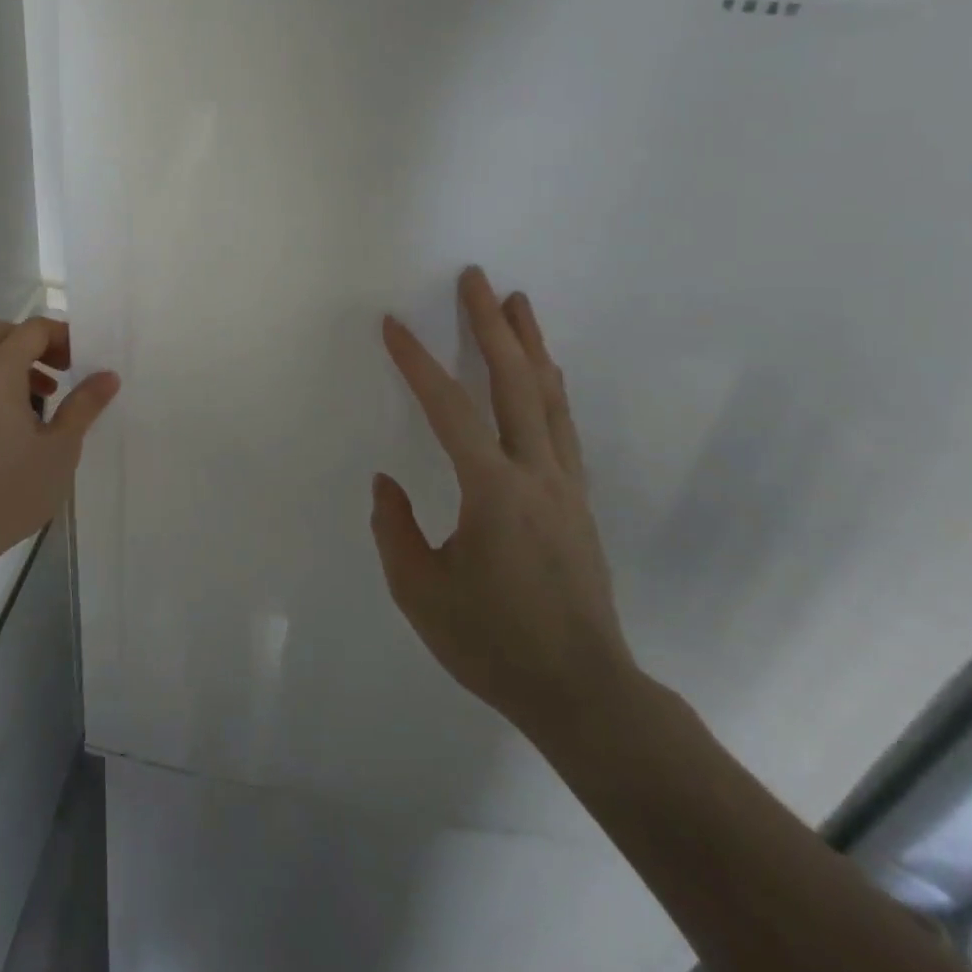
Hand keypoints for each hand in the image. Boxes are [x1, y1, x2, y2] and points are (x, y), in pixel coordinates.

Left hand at [0, 317, 119, 584]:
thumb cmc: (9, 489)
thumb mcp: (60, 449)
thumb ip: (84, 406)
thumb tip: (108, 376)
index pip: (31, 329)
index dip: (61, 336)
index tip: (82, 360)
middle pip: (1, 335)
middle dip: (35, 344)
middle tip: (62, 372)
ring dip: (14, 368)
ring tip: (43, 405)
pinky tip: (11, 431)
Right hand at [372, 268, 636, 744]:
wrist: (584, 692)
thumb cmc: (494, 643)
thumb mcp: (420, 593)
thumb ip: (394, 529)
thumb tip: (387, 483)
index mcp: (492, 491)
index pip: (449, 410)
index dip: (418, 363)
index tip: (394, 325)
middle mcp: (535, 473)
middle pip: (514, 381)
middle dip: (492, 325)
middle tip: (476, 278)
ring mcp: (564, 484)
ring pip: (548, 396)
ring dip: (529, 344)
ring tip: (517, 302)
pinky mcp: (577, 500)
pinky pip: (562, 425)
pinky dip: (549, 386)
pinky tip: (545, 372)